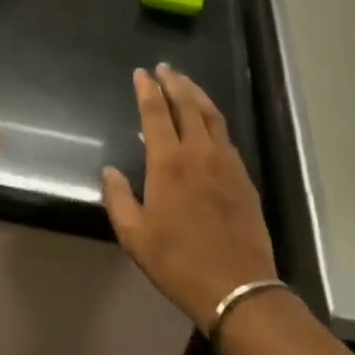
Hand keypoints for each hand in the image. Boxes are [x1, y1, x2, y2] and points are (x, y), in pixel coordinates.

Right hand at [103, 64, 276, 331]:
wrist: (236, 287)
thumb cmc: (177, 261)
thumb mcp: (134, 235)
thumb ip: (118, 198)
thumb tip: (110, 171)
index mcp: (168, 163)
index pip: (155, 113)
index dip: (147, 90)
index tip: (141, 73)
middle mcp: (199, 153)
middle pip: (187, 105)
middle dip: (174, 82)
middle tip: (164, 67)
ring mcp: (226, 163)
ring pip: (212, 116)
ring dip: (197, 94)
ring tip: (185, 82)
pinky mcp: (244, 177)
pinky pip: (226, 136)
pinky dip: (214, 119)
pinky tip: (209, 121)